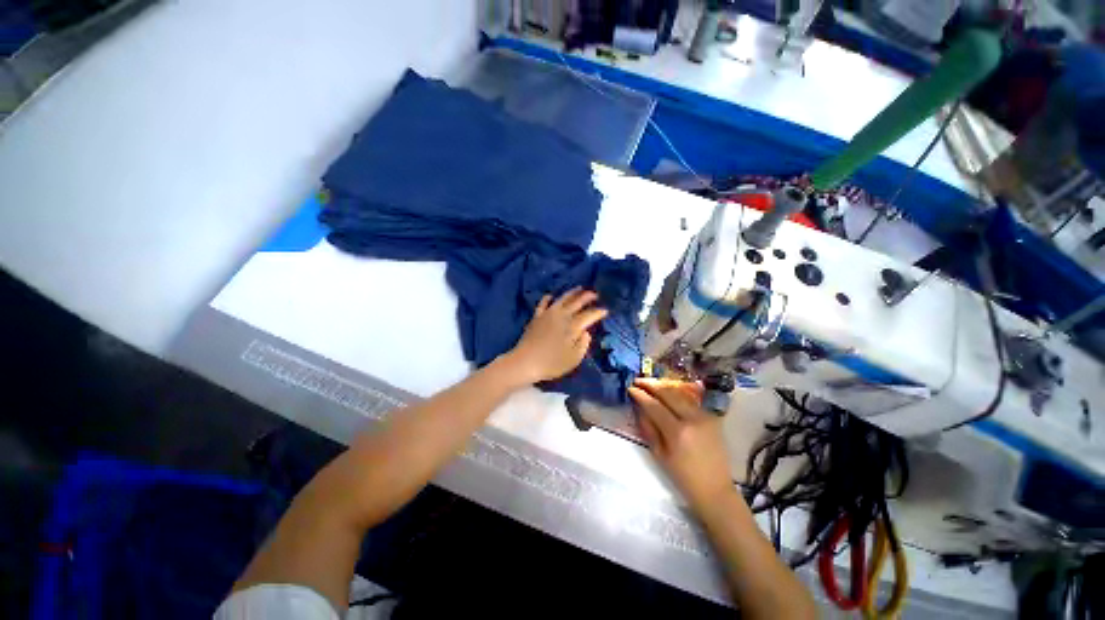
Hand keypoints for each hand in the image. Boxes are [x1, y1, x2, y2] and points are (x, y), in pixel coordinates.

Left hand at [505, 288, 607, 384]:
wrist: (526, 361)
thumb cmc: (552, 363)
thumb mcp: (574, 358)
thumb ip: (583, 344)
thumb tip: (586, 332)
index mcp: (573, 326)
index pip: (590, 315)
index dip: (599, 312)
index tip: (605, 310)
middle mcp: (562, 315)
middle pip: (578, 302)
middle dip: (588, 297)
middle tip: (595, 295)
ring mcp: (548, 313)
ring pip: (563, 298)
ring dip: (572, 292)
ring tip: (580, 288)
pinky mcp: (537, 316)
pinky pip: (543, 303)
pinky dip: (548, 298)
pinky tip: (551, 295)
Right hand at [629, 378, 732, 507]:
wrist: (714, 488)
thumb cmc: (683, 476)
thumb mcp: (659, 454)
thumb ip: (648, 428)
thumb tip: (640, 407)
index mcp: (678, 432)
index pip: (654, 405)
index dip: (641, 395)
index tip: (630, 388)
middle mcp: (692, 419)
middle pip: (668, 393)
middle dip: (651, 384)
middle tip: (639, 380)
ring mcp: (704, 416)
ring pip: (680, 393)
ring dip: (663, 386)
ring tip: (650, 383)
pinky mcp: (711, 417)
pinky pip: (690, 400)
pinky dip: (676, 394)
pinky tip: (667, 393)